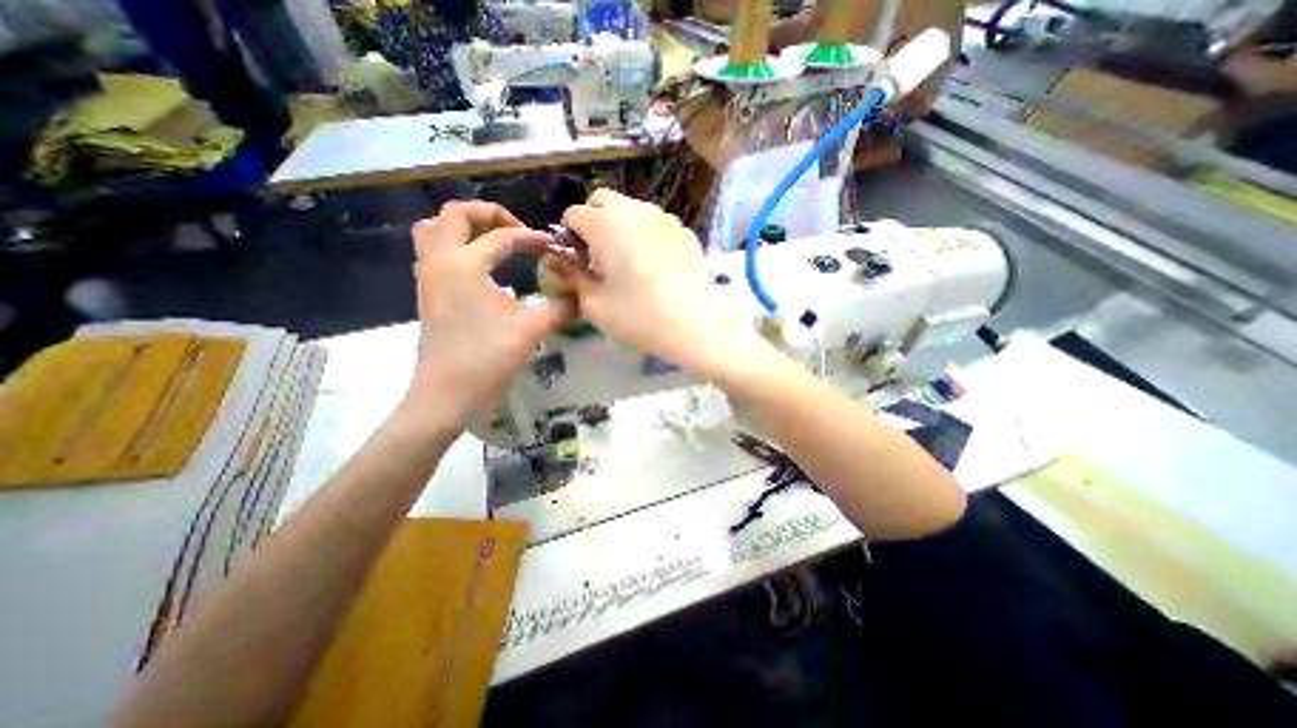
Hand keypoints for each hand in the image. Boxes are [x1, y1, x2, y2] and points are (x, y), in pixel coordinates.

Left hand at [400, 198, 571, 425]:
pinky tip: (481, 267)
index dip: (531, 237)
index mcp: (464, 264)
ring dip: (464, 226)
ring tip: (493, 240)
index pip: (502, 236)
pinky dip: (455, 245)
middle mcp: (440, 261)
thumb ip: (560, 307)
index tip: (553, 246)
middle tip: (518, 229)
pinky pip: (433, 251)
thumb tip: (580, 295)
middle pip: (454, 214)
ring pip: (435, 229)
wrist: (447, 394)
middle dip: (489, 213)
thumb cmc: (488, 358)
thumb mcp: (531, 329)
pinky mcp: (427, 293)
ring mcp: (428, 276)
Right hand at [540, 188, 761, 380]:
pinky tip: (656, 267)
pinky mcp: (684, 231)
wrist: (696, 325)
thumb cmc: (638, 316)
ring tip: (629, 263)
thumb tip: (554, 259)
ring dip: (620, 227)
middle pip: (602, 201)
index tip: (578, 264)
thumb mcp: (594, 303)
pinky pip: (655, 224)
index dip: (570, 239)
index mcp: (605, 223)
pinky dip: (646, 235)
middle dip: (593, 223)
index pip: (573, 215)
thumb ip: (570, 276)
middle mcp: (634, 210)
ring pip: (631, 209)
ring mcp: (664, 218)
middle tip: (601, 259)